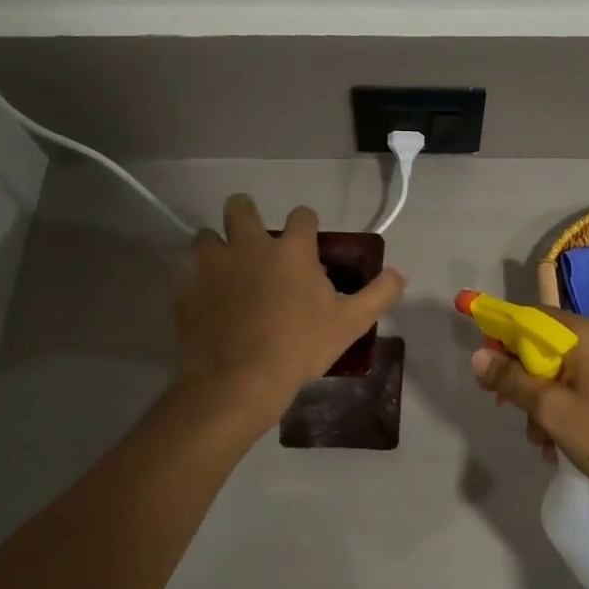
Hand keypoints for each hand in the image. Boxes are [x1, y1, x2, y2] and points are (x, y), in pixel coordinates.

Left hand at [175, 195, 405, 424]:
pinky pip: (187, 275)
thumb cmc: (300, 347)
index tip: (308, 241)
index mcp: (291, 250)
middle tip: (255, 240)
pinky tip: (207, 302)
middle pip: (239, 207)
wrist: (239, 381)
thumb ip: (379, 293)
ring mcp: (212, 266)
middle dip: (246, 214)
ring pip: (206, 237)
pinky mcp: (186, 290)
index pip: (302, 215)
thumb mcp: (350, 323)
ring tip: (227, 270)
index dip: (306, 224)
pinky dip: (197, 282)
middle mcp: (248, 246)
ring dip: (216, 246)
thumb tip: (403, 272)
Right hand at [471, 309, 588, 520]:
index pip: (530, 317)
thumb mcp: (551, 410)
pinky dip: (563, 408)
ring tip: (539, 440)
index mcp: (586, 334)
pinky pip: (579, 385)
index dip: (502, 337)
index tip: (485, 368)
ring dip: (541, 402)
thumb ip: (512, 380)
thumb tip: (478, 355)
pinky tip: (557, 443)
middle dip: (522, 380)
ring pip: (559, 371)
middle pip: (544, 346)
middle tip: (506, 409)